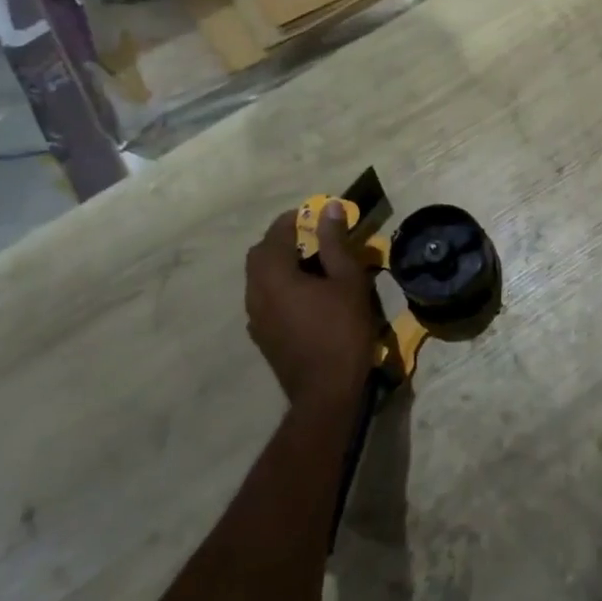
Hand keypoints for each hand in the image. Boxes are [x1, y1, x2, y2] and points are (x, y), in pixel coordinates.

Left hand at [244, 202, 377, 407]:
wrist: (326, 392)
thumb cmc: (342, 330)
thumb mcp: (347, 280)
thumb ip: (334, 242)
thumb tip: (328, 208)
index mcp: (274, 275)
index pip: (275, 232)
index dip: (294, 218)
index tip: (316, 214)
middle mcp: (255, 292)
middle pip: (260, 254)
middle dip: (282, 240)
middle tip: (313, 238)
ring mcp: (254, 317)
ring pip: (259, 277)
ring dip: (279, 264)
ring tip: (312, 266)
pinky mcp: (261, 336)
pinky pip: (263, 298)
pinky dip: (278, 286)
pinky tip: (304, 297)